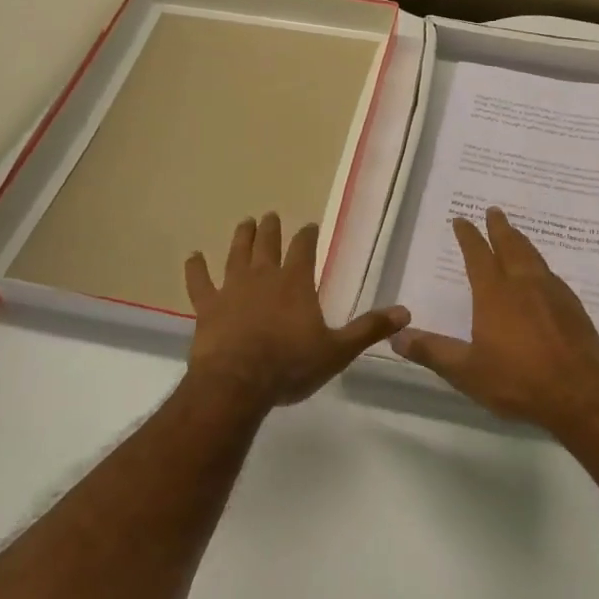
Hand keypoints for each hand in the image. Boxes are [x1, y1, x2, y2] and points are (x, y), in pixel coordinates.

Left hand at [184, 213, 409, 411]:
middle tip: (270, 216)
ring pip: (236, 255)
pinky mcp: (207, 306)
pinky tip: (192, 257)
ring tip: (244, 223)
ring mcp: (232, 289)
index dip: (307, 235)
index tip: (309, 226)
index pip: (304, 249)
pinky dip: (195, 269)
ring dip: (241, 237)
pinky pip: (199, 282)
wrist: (238, 383)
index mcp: (296, 283)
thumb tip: (405, 312)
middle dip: (271, 228)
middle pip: (268, 244)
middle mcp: (264, 276)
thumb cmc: (290, 366)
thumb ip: (369, 329)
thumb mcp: (337, 350)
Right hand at [391, 208, 598, 428]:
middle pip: (510, 246)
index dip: (468, 236)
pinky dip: (540, 265)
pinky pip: (552, 275)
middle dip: (499, 228)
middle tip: (494, 211)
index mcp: (494, 294)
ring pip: (534, 256)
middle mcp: (523, 284)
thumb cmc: (517, 381)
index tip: (461, 219)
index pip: (478, 255)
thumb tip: (397, 336)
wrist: (579, 394)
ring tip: (515, 233)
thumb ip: (432, 351)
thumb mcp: (466, 371)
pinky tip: (543, 274)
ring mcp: (552, 293)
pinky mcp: (573, 307)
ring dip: (521, 241)